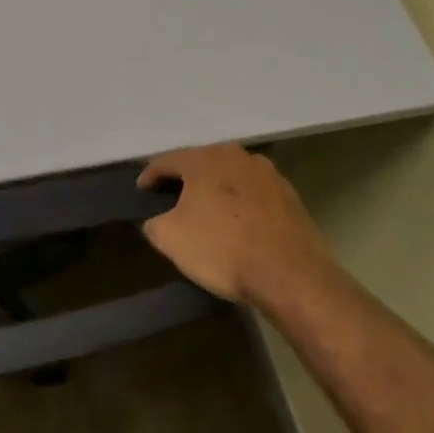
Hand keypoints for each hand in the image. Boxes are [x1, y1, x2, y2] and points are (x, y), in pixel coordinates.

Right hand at [138, 142, 326, 303]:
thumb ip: (154, 222)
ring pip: (230, 175)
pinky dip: (242, 202)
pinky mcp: (291, 195)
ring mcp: (267, 173)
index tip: (142, 193)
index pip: (166, 161)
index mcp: (203, 159)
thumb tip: (156, 220)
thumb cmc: (223, 249)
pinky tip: (239, 223)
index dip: (149, 177)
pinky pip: (254, 192)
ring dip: (216, 188)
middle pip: (200, 163)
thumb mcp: (170, 239)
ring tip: (208, 210)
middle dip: (185, 179)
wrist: (291, 277)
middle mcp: (235, 155)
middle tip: (172, 199)